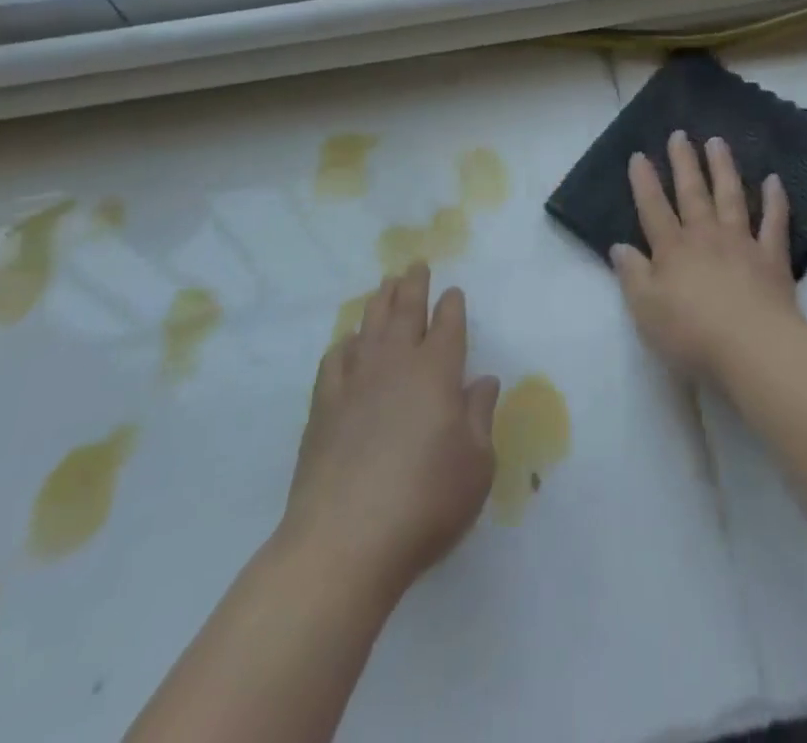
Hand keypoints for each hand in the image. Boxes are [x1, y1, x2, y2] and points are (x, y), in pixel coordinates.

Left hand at [281, 264, 500, 604]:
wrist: (344, 541)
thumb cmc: (425, 502)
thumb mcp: (476, 465)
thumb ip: (480, 416)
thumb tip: (483, 381)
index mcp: (437, 372)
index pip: (448, 325)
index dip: (452, 305)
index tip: (453, 291)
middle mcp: (396, 364)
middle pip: (405, 311)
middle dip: (414, 285)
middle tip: (415, 264)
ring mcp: (355, 382)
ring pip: (369, 326)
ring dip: (380, 301)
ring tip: (385, 285)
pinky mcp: (323, 407)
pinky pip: (335, 359)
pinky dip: (345, 343)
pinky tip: (348, 343)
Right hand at [610, 130, 800, 383]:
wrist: (752, 347)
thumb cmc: (691, 333)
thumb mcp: (645, 309)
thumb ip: (632, 275)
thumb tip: (619, 247)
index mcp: (672, 250)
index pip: (653, 209)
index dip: (644, 182)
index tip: (639, 155)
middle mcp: (705, 237)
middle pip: (692, 193)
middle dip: (684, 163)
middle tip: (680, 135)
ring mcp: (741, 243)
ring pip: (730, 196)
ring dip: (723, 168)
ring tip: (717, 142)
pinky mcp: (772, 258)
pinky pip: (774, 222)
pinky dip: (775, 200)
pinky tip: (774, 180)